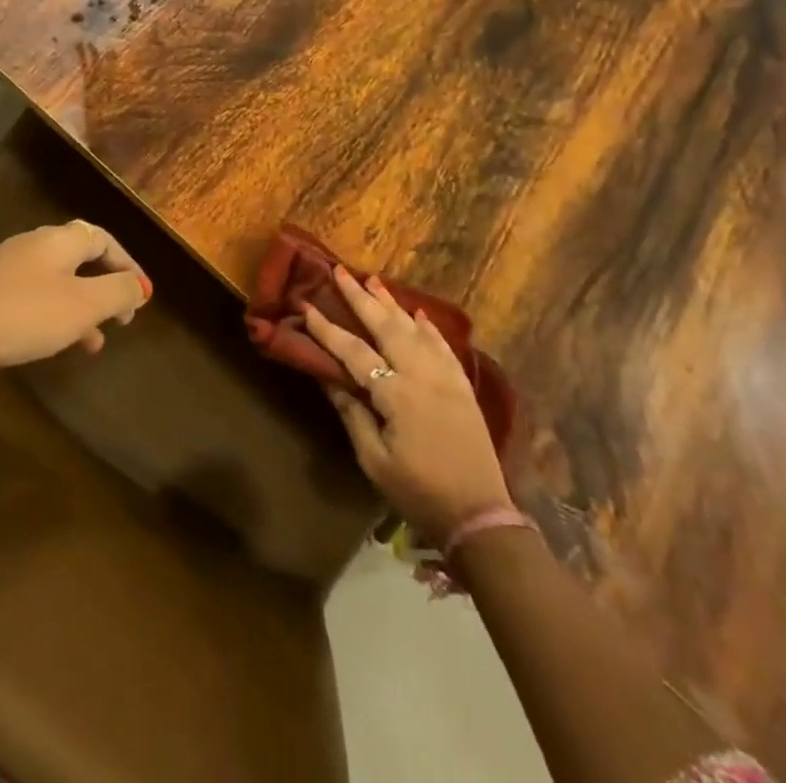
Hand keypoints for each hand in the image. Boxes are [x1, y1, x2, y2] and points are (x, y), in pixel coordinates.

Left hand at [0, 220, 150, 374]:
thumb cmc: (23, 315)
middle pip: (80, 258)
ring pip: (57, 282)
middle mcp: (33, 245)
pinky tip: (52, 345)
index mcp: (60, 240)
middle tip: (121, 316)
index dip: (128, 265)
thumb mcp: (82, 306)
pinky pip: (32, 298)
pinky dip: (53, 316)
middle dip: (104, 287)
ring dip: (80, 308)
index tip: (142, 296)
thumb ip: (118, 292)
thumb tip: (140, 285)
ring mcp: (5, 268)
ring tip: (94, 342)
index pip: (104, 239)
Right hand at [304, 267, 513, 547]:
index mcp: (396, 394)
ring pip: (414, 329)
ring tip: (373, 280)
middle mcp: (421, 375)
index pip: (353, 352)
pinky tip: (418, 314)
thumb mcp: (374, 461)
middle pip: (386, 326)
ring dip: (392, 303)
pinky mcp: (462, 386)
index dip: (326, 328)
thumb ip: (352, 414)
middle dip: (360, 297)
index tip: (305, 305)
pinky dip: (428, 327)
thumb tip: (327, 376)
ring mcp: (446, 377)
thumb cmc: (419, 492)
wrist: (480, 514)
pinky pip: (443, 346)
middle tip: (340, 271)